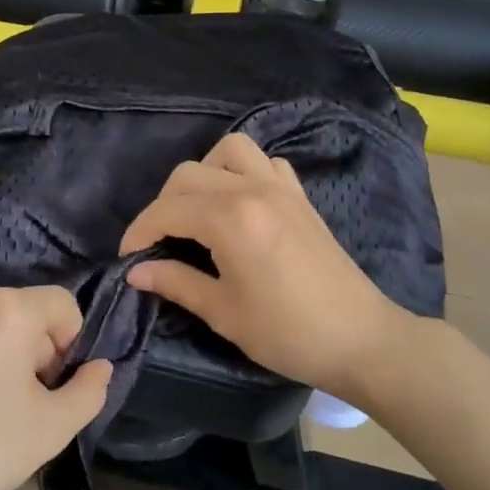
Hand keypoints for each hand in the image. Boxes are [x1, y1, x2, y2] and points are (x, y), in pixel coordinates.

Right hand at [121, 132, 403, 396]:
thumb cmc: (287, 332)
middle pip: (189, 174)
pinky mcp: (301, 197)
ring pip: (230, 151)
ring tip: (198, 210)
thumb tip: (136, 271)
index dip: (140, 231)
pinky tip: (240, 204)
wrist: (360, 339)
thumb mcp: (223, 312)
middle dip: (163, 204)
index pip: (167, 209)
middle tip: (159, 241)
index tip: (129, 257)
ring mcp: (281, 188)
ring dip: (204, 174)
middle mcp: (252, 190)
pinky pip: (265, 163)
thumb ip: (176, 283)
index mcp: (230, 219)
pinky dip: (243, 172)